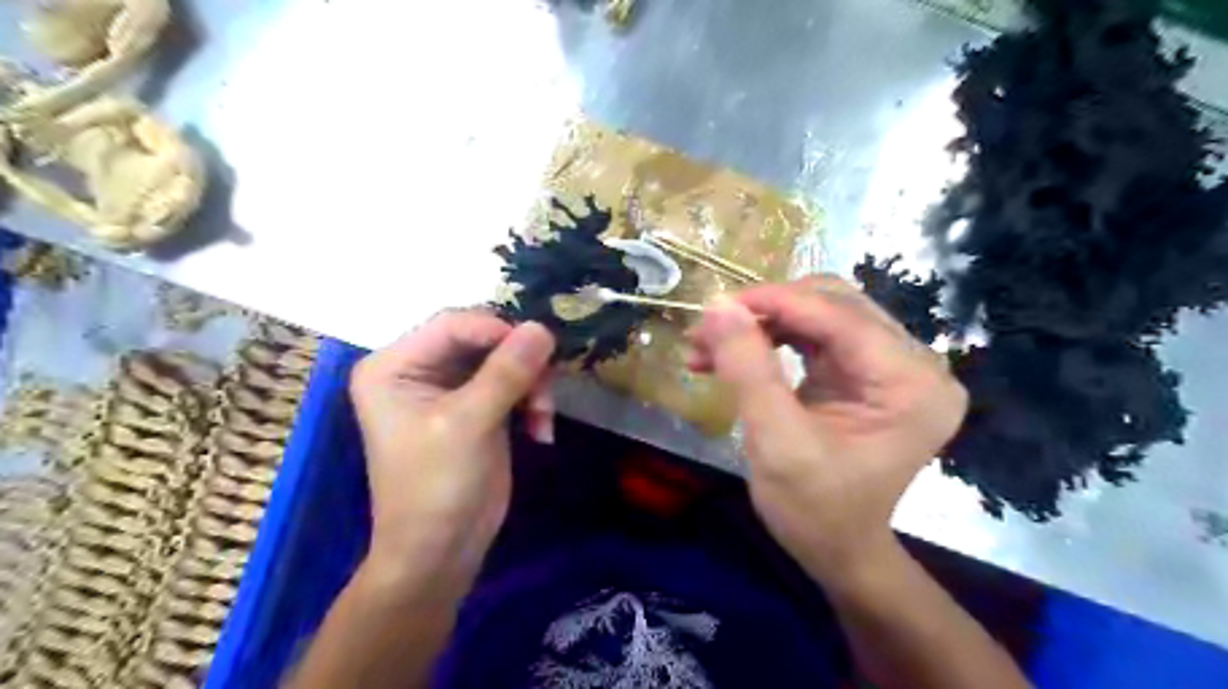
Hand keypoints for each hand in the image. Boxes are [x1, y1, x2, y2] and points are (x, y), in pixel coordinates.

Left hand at [347, 309, 554, 583]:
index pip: (453, 324)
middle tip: (545, 391)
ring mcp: (449, 388)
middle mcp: (418, 368)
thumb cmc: (437, 487)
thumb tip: (543, 327)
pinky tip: (540, 430)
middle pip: (482, 339)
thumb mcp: (469, 424)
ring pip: (504, 359)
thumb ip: (506, 372)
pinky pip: (512, 384)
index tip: (540, 350)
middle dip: (519, 363)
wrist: (441, 552)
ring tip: (543, 418)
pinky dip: (531, 401)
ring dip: (531, 384)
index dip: (499, 330)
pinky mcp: (476, 406)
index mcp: (394, 365)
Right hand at [688, 278, 968, 583]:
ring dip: (762, 323)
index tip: (715, 306)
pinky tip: (731, 355)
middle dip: (766, 311)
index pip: (840, 317)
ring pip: (818, 313)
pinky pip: (813, 335)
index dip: (775, 302)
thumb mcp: (776, 442)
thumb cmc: (815, 509)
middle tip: (710, 330)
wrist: (839, 551)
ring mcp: (890, 365)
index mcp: (912, 384)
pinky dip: (769, 338)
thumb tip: (717, 306)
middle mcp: (913, 364)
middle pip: (832, 304)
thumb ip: (748, 369)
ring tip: (709, 345)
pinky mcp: (864, 371)